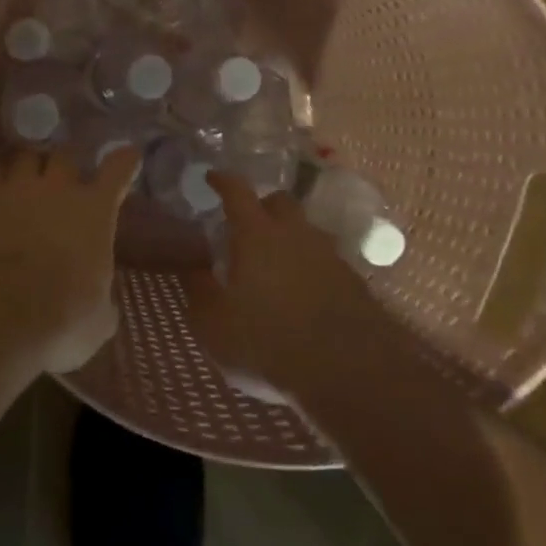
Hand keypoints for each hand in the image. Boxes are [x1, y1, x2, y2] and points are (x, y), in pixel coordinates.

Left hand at [0, 146, 141, 373]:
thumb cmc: (60, 322)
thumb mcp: (97, 322)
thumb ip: (102, 302)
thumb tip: (103, 305)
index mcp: (94, 211)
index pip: (117, 171)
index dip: (124, 161)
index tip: (128, 155)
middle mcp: (57, 189)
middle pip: (64, 156)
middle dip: (65, 169)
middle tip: (62, 184)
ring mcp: (16, 189)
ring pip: (25, 157)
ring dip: (29, 168)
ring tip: (25, 183)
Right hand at [184, 172, 389, 395]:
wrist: (350, 368)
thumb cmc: (269, 340)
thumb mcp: (215, 325)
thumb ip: (199, 292)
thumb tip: (193, 269)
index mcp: (256, 233)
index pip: (237, 191)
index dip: (222, 181)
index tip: (212, 177)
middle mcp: (294, 232)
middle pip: (279, 201)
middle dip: (263, 206)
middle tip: (248, 226)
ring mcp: (328, 253)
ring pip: (306, 231)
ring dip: (290, 239)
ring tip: (276, 265)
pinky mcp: (353, 280)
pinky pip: (325, 260)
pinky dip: (311, 267)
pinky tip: (304, 294)